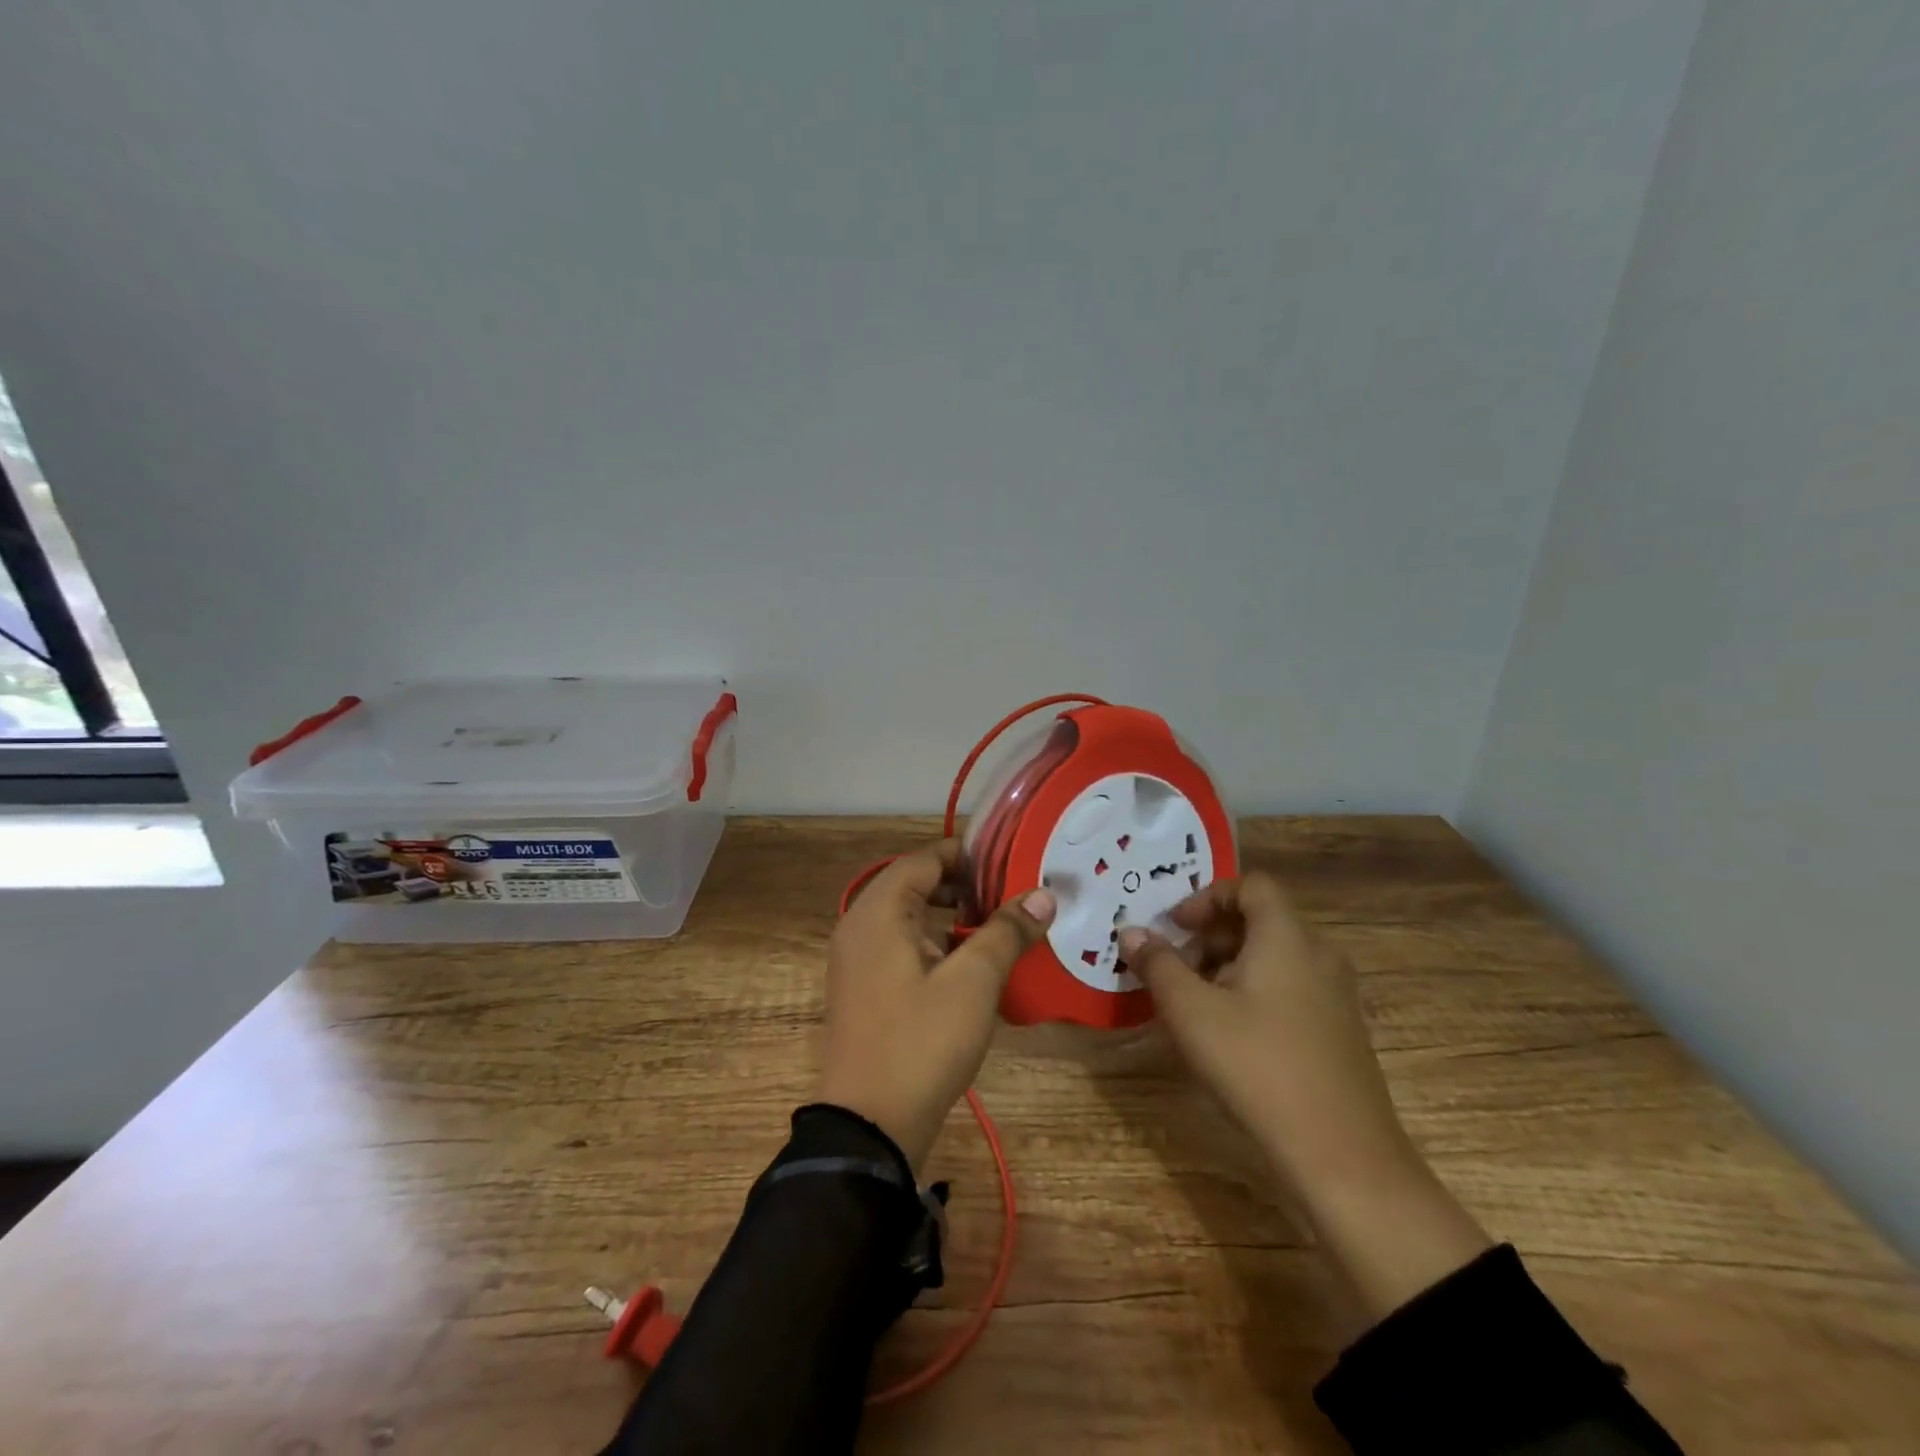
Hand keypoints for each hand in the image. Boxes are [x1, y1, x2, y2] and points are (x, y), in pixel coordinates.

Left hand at [819, 841, 1054, 1171]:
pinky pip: (899, 945)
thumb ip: (1006, 931)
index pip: (923, 859)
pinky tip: (968, 963)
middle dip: (960, 884)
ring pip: (907, 917)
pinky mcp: (862, 988)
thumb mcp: (974, 982)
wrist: (869, 1126)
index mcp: (879, 911)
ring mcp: (856, 959)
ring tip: (995, 923)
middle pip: (913, 884)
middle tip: (1007, 892)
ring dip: (948, 914)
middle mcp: (860, 925)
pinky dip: (932, 941)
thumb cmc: (922, 1042)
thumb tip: (1042, 894)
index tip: (1010, 859)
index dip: (966, 854)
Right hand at [1120, 874, 1490, 1320]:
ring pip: (1275, 956)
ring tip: (1196, 1003)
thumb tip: (1132, 932)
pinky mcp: (1340, 1031)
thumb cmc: (1257, 1067)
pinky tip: (1231, 1033)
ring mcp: (1336, 995)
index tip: (1175, 927)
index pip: (1251, 886)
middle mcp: (1319, 955)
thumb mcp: (1191, 1012)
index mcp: (1287, 938)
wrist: (1343, 1157)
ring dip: (1229, 964)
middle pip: (1262, 919)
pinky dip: (1255, 990)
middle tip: (1176, 967)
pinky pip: (1291, 986)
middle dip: (1212, 934)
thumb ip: (1158, 964)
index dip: (1208, 897)